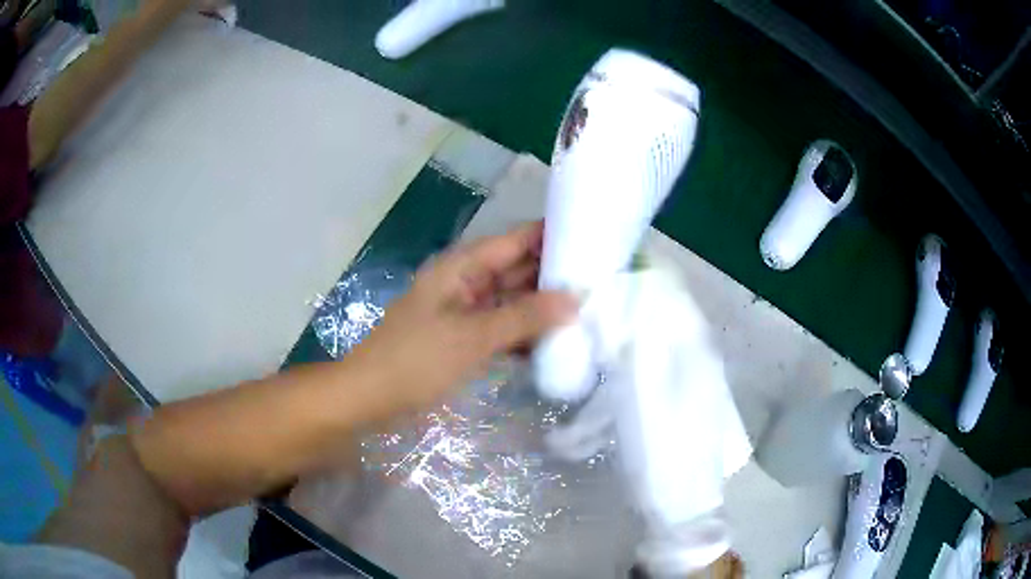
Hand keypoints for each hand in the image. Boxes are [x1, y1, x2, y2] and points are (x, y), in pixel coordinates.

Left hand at [347, 222, 576, 411]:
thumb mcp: (471, 337)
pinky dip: (524, 334)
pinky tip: (554, 343)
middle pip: (516, 271)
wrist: (368, 398)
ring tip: (588, 312)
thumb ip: (524, 318)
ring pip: (512, 302)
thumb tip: (574, 299)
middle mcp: (465, 283)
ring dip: (542, 309)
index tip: (592, 239)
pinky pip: (502, 329)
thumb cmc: (414, 360)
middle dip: (553, 277)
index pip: (515, 241)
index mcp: (461, 268)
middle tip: (601, 282)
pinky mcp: (464, 340)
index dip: (551, 236)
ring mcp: (465, 313)